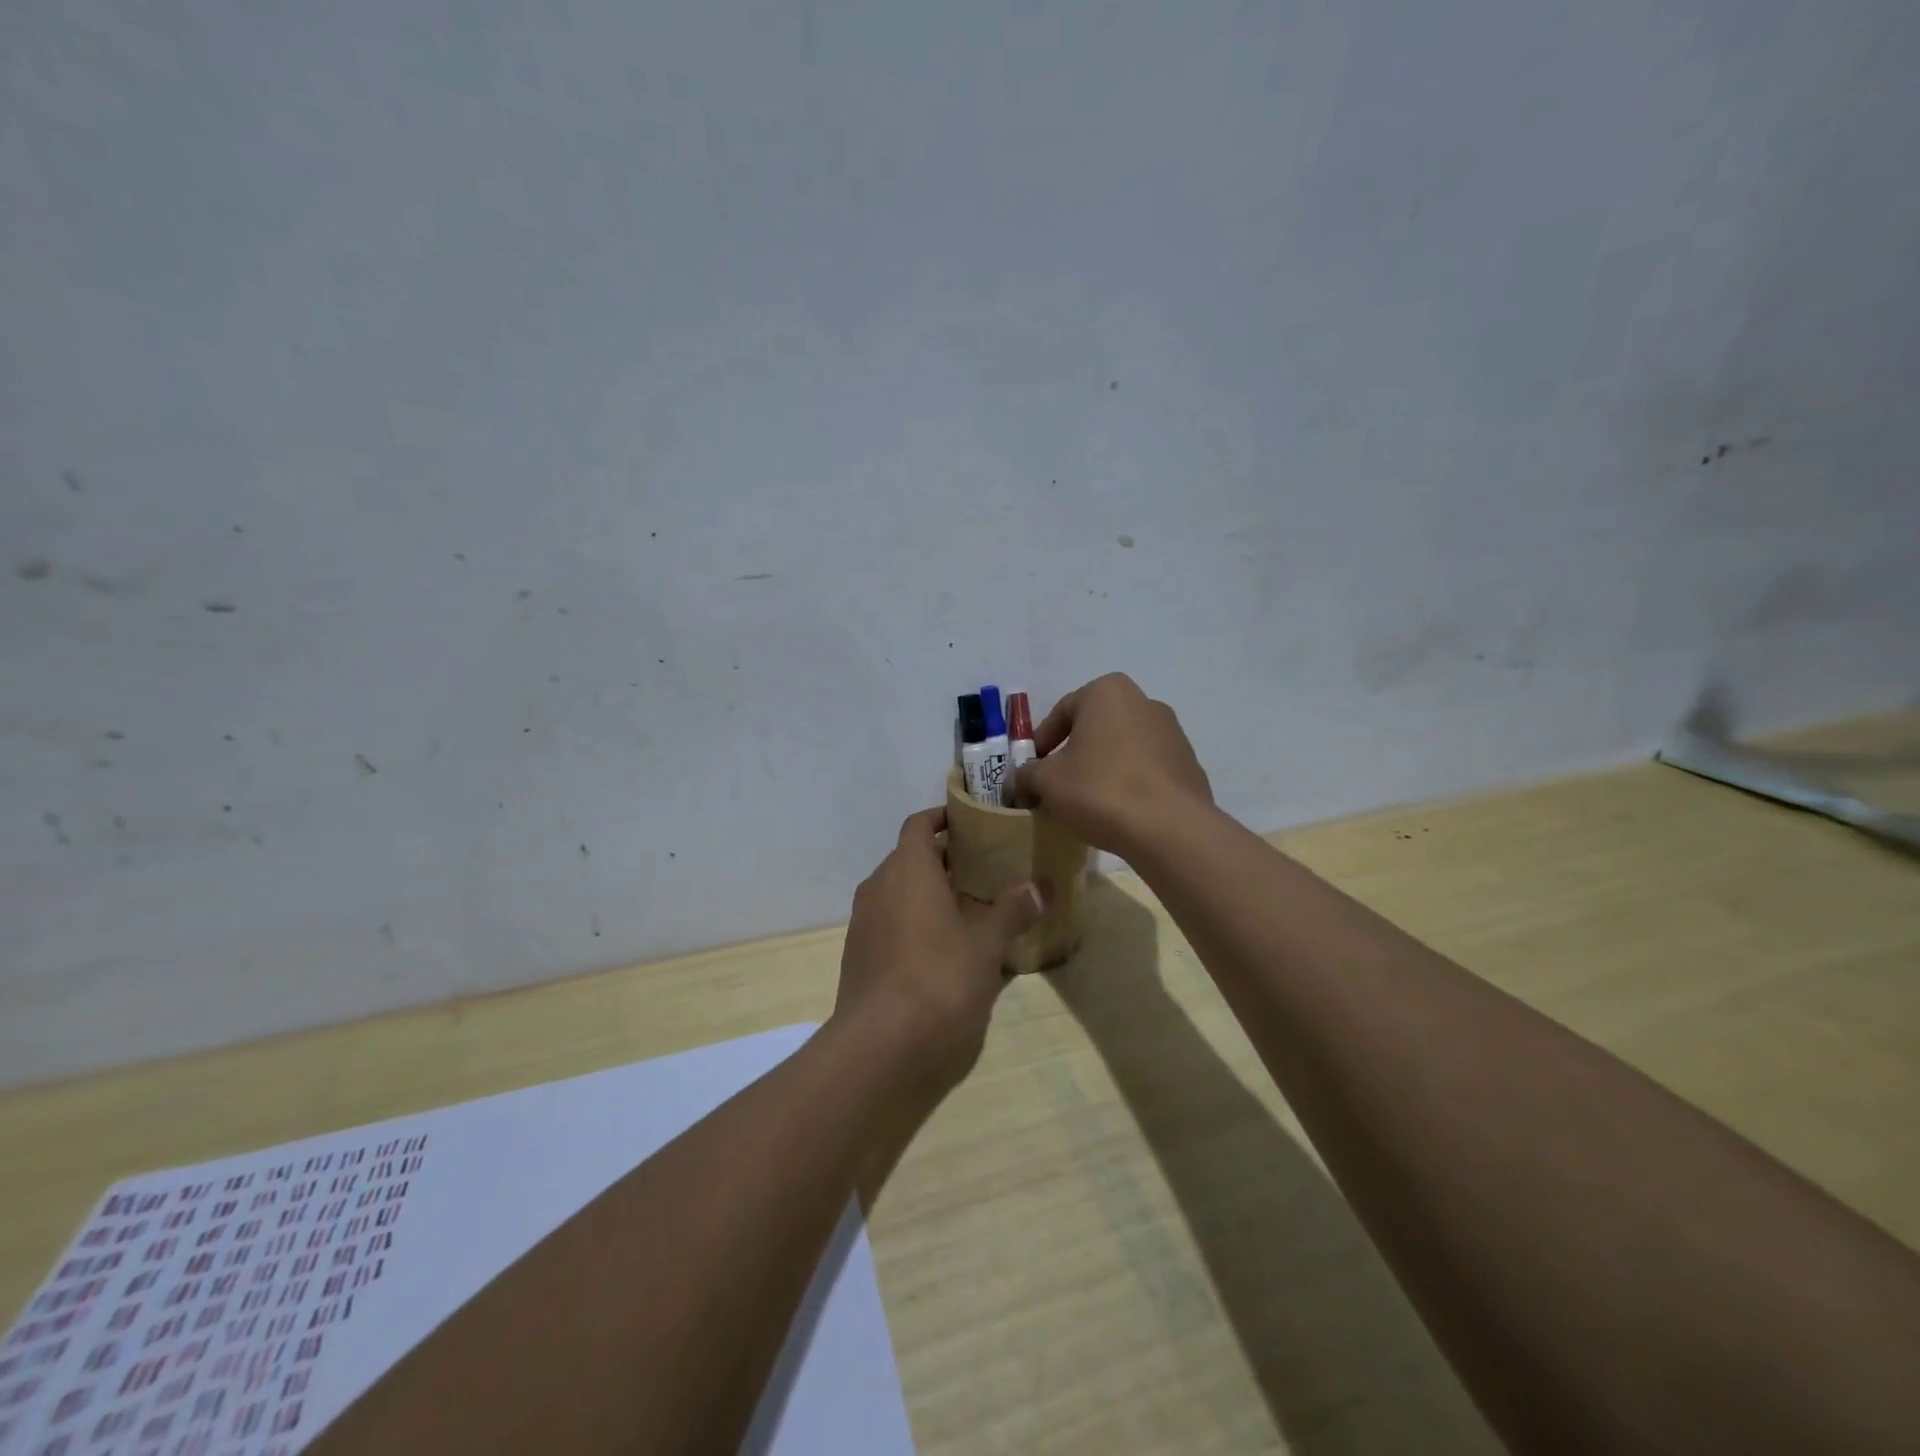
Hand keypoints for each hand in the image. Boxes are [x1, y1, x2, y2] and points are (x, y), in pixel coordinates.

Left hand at [833, 808, 1043, 1090]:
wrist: (880, 1047)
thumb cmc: (939, 980)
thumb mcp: (986, 945)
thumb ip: (1011, 911)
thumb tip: (1039, 886)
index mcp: (908, 870)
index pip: (919, 825)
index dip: (942, 818)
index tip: (970, 822)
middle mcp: (879, 887)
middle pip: (909, 858)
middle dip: (943, 860)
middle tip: (982, 869)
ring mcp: (864, 923)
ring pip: (898, 892)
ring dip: (928, 893)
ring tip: (968, 909)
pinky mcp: (859, 955)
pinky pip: (889, 922)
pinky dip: (913, 922)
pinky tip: (942, 949)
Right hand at [1014, 673, 1212, 856]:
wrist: (1170, 828)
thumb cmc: (1101, 789)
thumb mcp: (1047, 781)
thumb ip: (1025, 775)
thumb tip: (1016, 782)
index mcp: (1108, 692)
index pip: (1062, 712)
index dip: (1041, 743)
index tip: (1031, 772)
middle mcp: (1144, 702)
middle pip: (1094, 728)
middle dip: (1072, 755)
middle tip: (1056, 786)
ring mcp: (1172, 733)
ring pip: (1122, 748)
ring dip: (1101, 769)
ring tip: (1087, 803)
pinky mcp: (1189, 765)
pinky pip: (1146, 770)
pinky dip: (1129, 784)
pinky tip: (1119, 812)